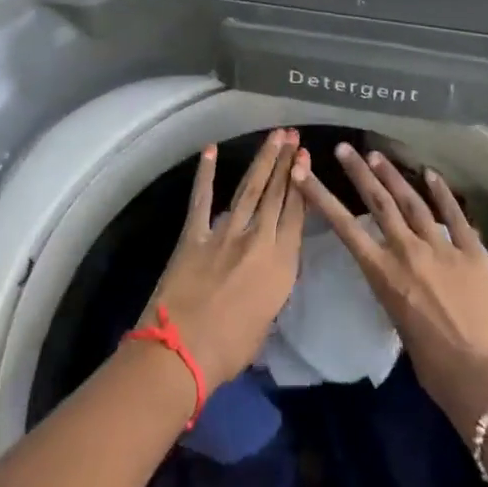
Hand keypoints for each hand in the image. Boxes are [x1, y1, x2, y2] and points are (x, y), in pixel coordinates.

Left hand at [148, 128, 308, 385]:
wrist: (181, 352)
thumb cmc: (229, 350)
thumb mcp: (267, 320)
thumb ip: (271, 287)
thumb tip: (267, 270)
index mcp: (280, 264)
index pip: (296, 214)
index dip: (302, 184)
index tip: (306, 157)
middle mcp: (257, 240)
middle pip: (276, 194)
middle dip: (286, 161)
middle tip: (292, 134)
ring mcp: (225, 233)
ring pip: (249, 188)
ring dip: (263, 160)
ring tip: (274, 136)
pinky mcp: (195, 234)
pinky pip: (202, 198)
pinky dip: (206, 173)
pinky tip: (210, 150)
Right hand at [302, 145, 487, 435]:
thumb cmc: (441, 374)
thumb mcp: (404, 331)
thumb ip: (398, 296)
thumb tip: (401, 281)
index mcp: (386, 277)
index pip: (346, 228)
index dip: (322, 198)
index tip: (304, 174)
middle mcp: (409, 253)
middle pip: (379, 202)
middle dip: (359, 172)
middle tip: (345, 148)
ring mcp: (444, 247)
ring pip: (412, 201)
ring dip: (393, 176)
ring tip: (377, 155)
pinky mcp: (475, 250)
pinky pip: (455, 213)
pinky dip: (441, 191)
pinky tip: (431, 173)